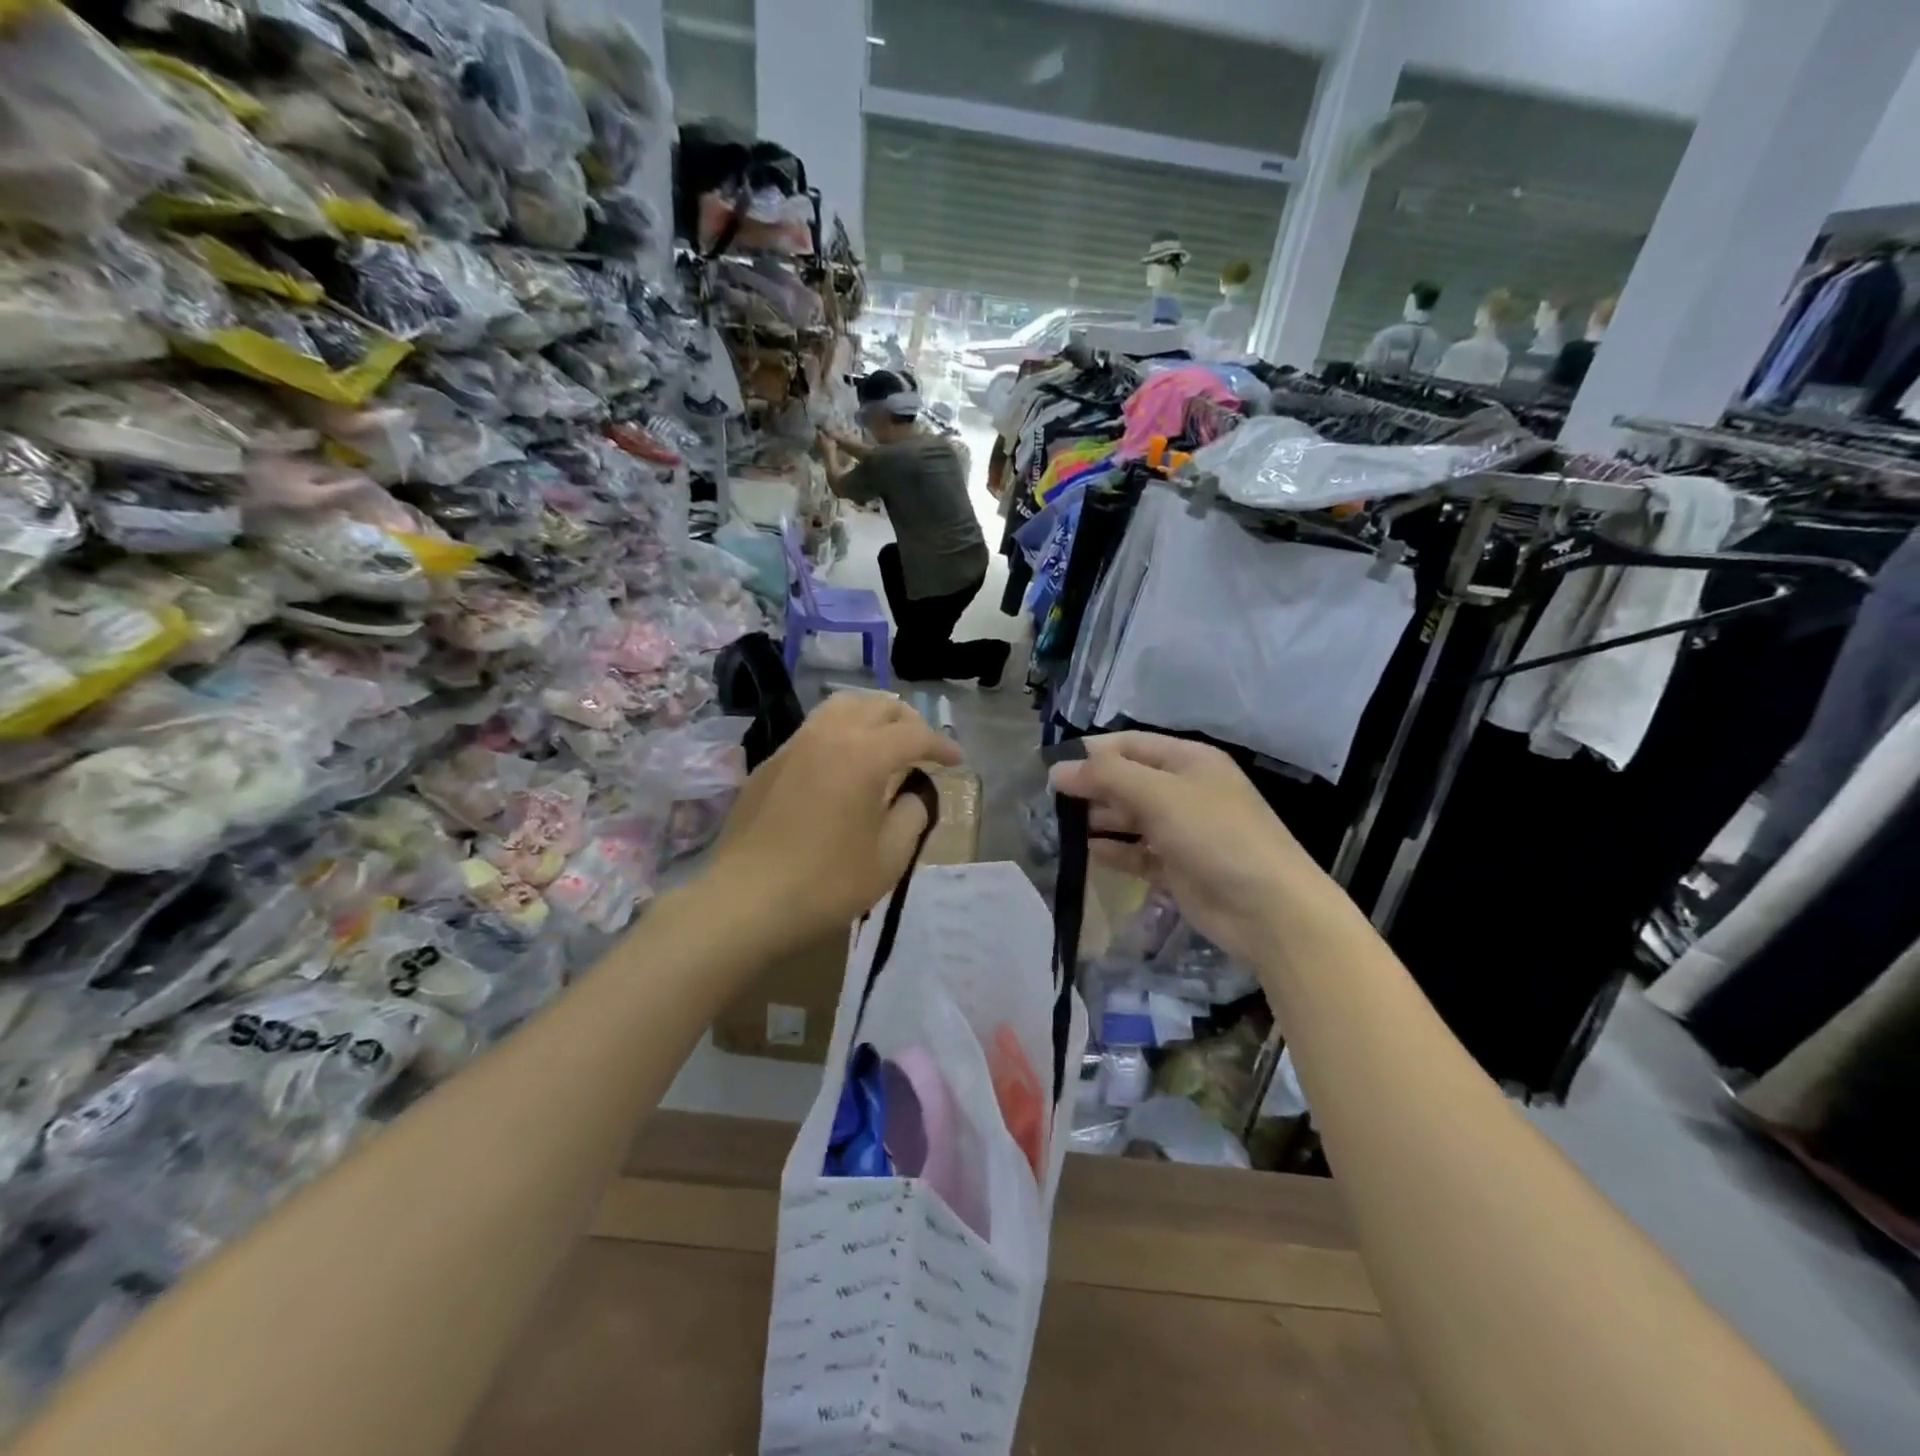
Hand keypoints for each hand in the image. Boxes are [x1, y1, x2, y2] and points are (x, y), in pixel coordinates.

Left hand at [709, 694, 961, 947]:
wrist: (746, 901)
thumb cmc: (826, 882)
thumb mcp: (889, 857)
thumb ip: (912, 815)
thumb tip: (913, 794)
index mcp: (865, 754)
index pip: (914, 734)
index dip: (941, 745)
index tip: (957, 761)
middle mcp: (829, 735)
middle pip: (877, 706)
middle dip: (907, 722)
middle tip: (922, 748)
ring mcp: (794, 745)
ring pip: (840, 707)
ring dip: (871, 717)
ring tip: (884, 742)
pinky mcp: (769, 763)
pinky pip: (814, 730)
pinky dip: (840, 733)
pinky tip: (841, 764)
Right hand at [1048, 733, 1342, 963]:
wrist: (1268, 910)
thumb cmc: (1216, 836)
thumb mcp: (1160, 795)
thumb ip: (1106, 777)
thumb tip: (1056, 770)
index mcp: (1187, 760)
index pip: (1129, 745)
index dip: (1091, 753)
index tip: (1051, 767)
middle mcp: (1183, 790)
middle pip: (1126, 780)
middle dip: (1091, 788)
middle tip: (1050, 803)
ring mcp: (1181, 831)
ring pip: (1128, 817)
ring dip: (1098, 820)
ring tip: (1060, 829)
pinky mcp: (1176, 867)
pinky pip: (1136, 853)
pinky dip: (1114, 851)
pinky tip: (1088, 854)